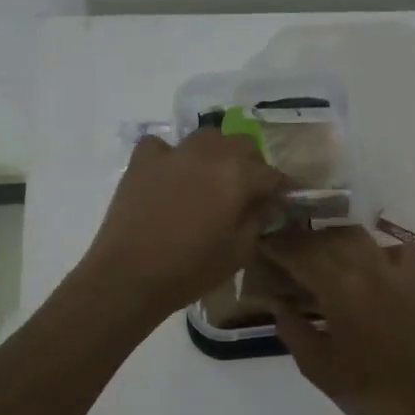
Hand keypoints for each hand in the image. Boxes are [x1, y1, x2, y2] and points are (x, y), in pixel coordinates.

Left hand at [79, 130, 287, 316]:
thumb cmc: (191, 269)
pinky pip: (162, 145)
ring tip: (211, 177)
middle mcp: (209, 154)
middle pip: (242, 145)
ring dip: (216, 153)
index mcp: (238, 175)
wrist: (129, 275)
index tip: (284, 200)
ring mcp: (173, 153)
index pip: (271, 174)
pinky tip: (170, 173)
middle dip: (251, 164)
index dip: (281, 188)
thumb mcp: (240, 252)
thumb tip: (264, 203)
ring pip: (206, 138)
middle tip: (248, 190)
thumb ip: (258, 219)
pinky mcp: (143, 160)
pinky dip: (170, 155)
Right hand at [259, 226, 414, 414]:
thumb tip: (277, 301)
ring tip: (316, 251)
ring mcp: (394, 271)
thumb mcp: (317, 366)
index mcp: (339, 287)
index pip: (299, 254)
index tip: (260, 245)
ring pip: (356, 237)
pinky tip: (366, 259)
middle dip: (300, 241)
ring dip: (332, 238)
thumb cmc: (366, 389)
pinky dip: (376, 247)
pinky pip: (395, 248)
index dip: (277, 247)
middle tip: (281, 250)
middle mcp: (366, 267)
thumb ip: (292, 328)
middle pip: (326, 239)